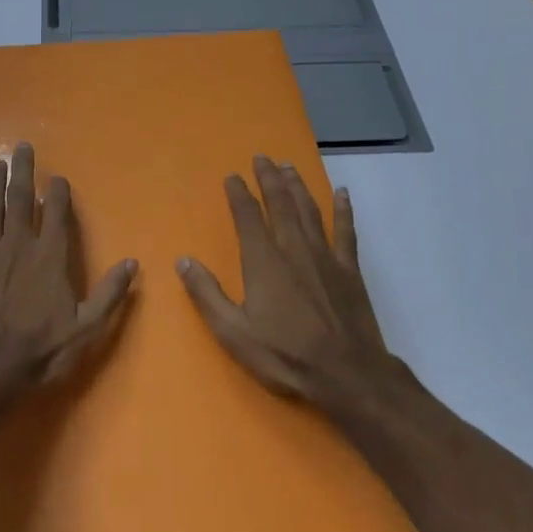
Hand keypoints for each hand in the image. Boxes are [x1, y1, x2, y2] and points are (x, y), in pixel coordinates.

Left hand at [0, 142, 137, 403]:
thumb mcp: (87, 328)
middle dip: (23, 171)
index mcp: (50, 256)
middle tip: (21, 147)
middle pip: (20, 199)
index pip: (56, 213)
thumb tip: (132, 263)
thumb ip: (110, 294)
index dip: (58, 192)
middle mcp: (18, 245)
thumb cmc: (41, 350)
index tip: (58, 177)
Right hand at [177, 156, 396, 409]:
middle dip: (269, 178)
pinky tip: (342, 193)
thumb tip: (183, 260)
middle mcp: (293, 248)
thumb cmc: (285, 355)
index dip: (239, 194)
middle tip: (262, 157)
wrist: (347, 374)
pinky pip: (345, 230)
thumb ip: (207, 294)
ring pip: (309, 210)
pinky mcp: (349, 269)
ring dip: (297, 186)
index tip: (232, 176)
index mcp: (263, 260)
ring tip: (288, 166)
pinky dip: (343, 210)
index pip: (247, 216)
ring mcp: (325, 256)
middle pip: (280, 203)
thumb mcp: (233, 332)